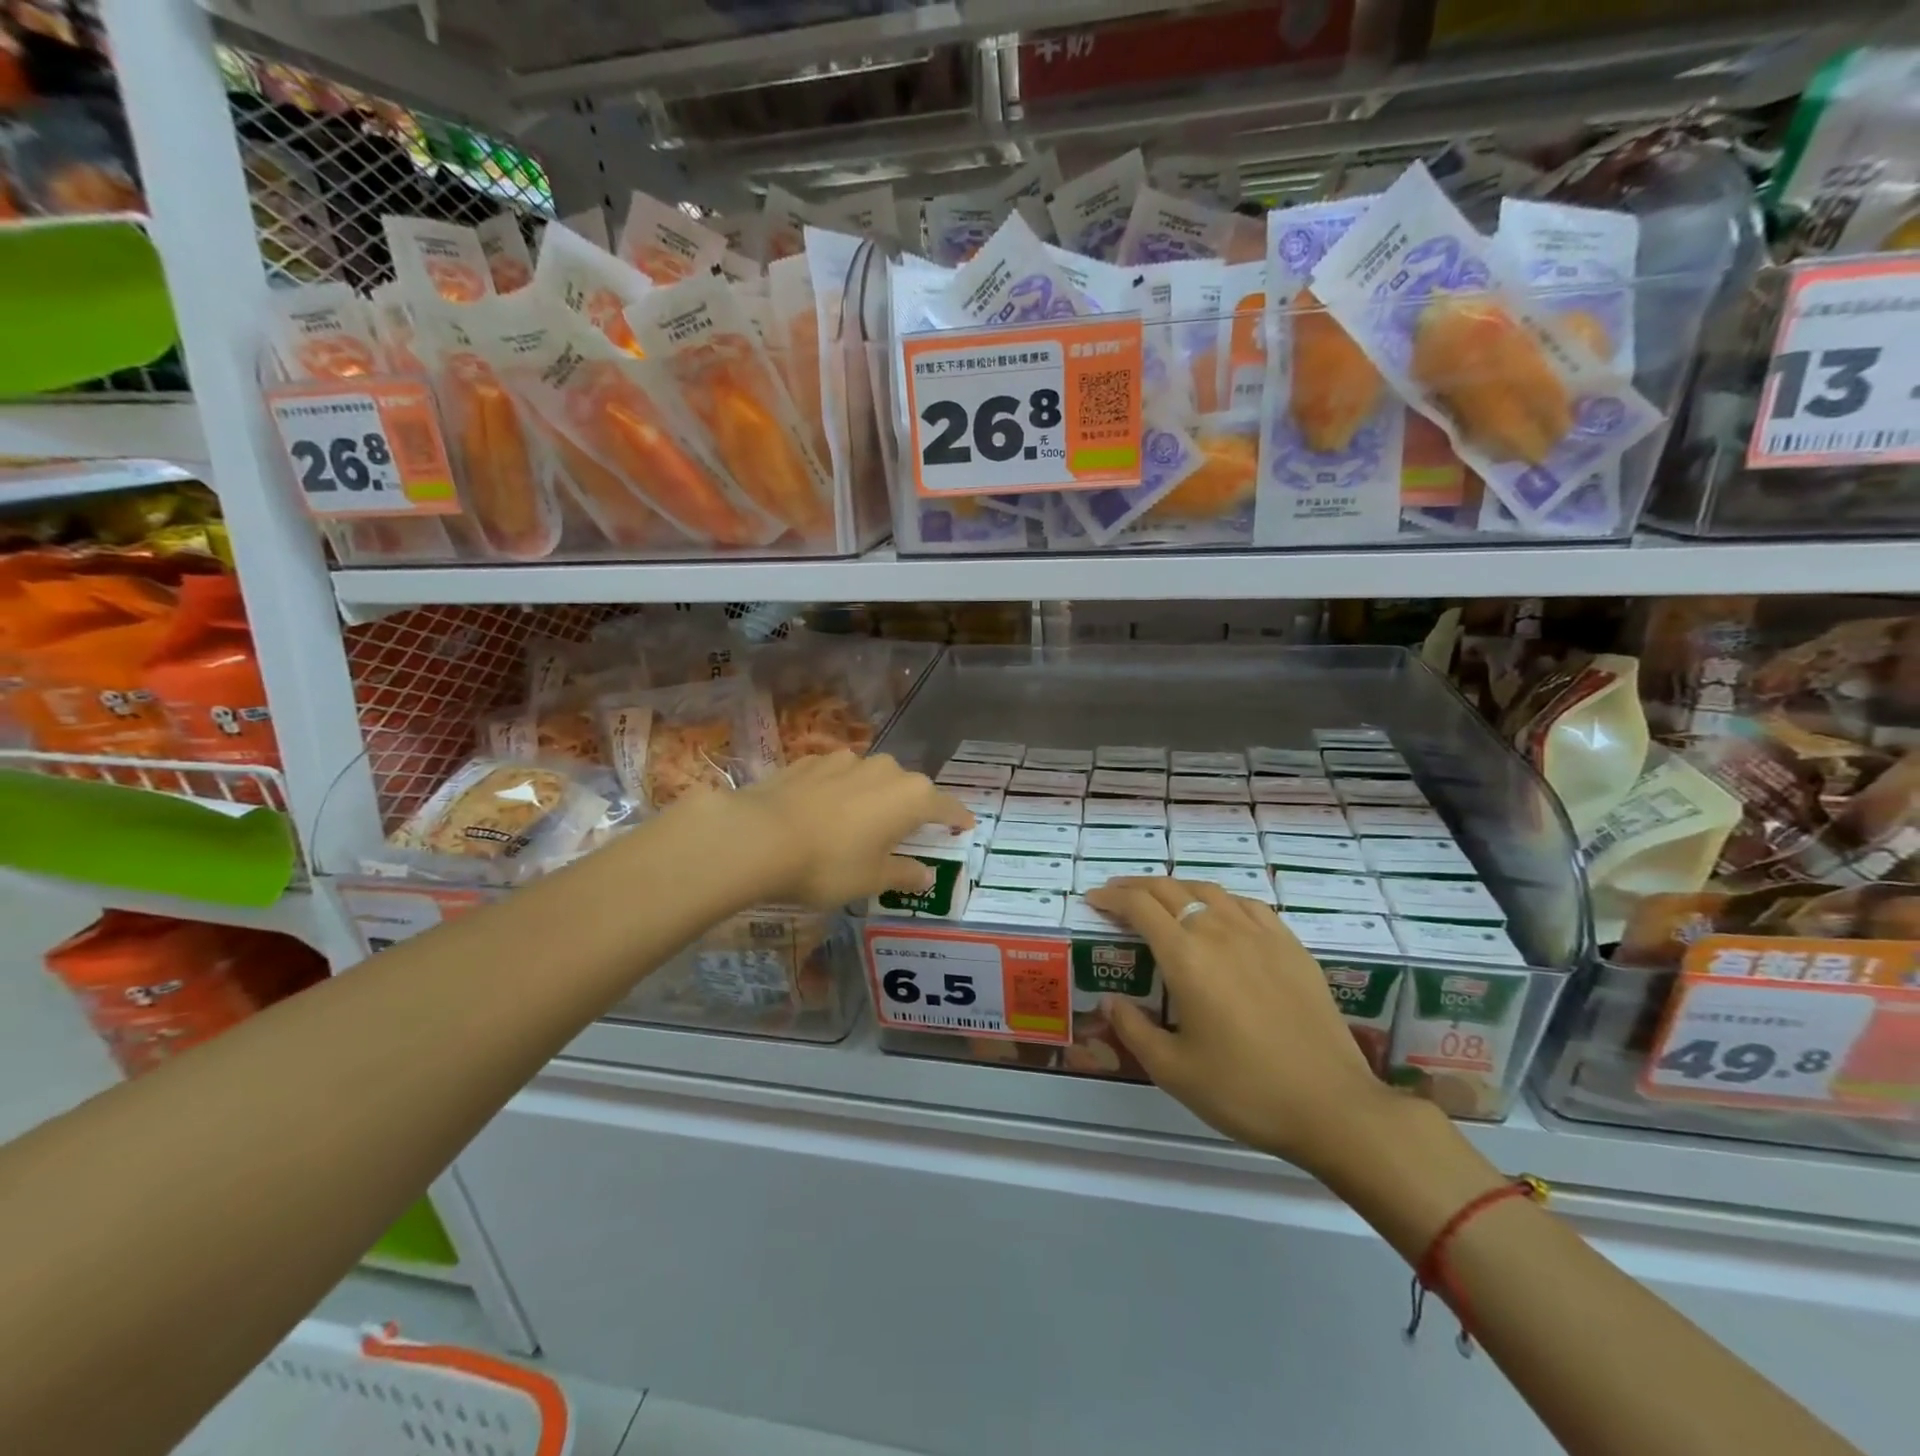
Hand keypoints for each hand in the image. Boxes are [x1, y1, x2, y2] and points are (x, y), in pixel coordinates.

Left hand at [727, 751, 972, 909]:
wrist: (759, 836)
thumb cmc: (829, 864)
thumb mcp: (872, 879)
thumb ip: (904, 874)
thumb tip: (926, 875)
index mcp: (911, 796)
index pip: (946, 805)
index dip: (957, 817)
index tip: (964, 826)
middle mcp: (885, 769)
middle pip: (909, 788)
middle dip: (911, 808)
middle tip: (905, 832)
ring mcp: (846, 760)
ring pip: (871, 778)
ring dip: (873, 796)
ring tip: (859, 821)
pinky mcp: (811, 760)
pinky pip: (837, 776)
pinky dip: (839, 791)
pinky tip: (822, 811)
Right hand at [1084, 878, 1404, 1176]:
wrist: (1333, 1106)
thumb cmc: (1244, 1091)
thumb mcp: (1173, 1071)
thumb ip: (1134, 1029)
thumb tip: (1110, 1001)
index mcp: (1186, 957)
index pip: (1139, 907)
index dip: (1111, 898)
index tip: (1093, 900)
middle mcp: (1219, 931)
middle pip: (1170, 890)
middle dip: (1136, 887)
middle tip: (1116, 895)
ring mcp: (1260, 934)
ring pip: (1209, 890)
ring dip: (1176, 888)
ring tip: (1162, 898)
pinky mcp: (1291, 946)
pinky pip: (1247, 905)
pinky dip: (1220, 900)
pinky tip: (1220, 914)